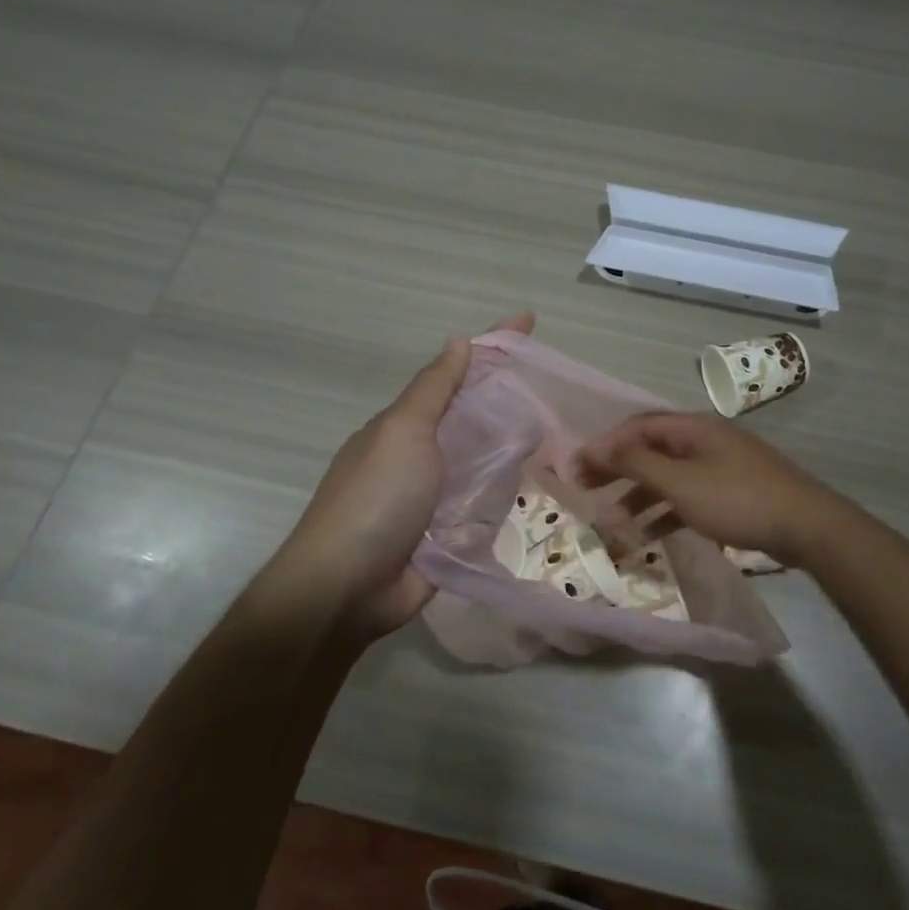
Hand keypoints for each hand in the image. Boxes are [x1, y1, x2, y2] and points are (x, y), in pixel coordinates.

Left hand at [265, 312, 534, 637]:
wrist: (348, 588)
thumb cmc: (375, 499)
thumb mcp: (403, 431)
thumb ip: (434, 389)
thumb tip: (458, 341)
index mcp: (405, 426)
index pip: (455, 374)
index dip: (491, 346)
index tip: (528, 321)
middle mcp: (420, 456)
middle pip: (472, 417)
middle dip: (508, 400)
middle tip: (555, 389)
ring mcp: (434, 498)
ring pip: (483, 462)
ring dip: (513, 450)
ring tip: (560, 435)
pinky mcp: (448, 536)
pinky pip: (484, 506)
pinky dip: (505, 495)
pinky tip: (538, 486)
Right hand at [575, 411, 840, 565]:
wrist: (805, 526)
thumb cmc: (737, 499)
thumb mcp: (681, 483)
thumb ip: (637, 464)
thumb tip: (599, 447)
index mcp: (692, 428)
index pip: (637, 427)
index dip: (604, 445)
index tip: (576, 468)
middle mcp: (704, 440)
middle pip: (650, 449)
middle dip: (617, 469)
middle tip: (585, 490)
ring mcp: (720, 466)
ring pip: (668, 476)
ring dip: (639, 496)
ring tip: (613, 522)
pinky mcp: (731, 492)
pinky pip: (688, 496)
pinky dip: (666, 512)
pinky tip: (649, 535)